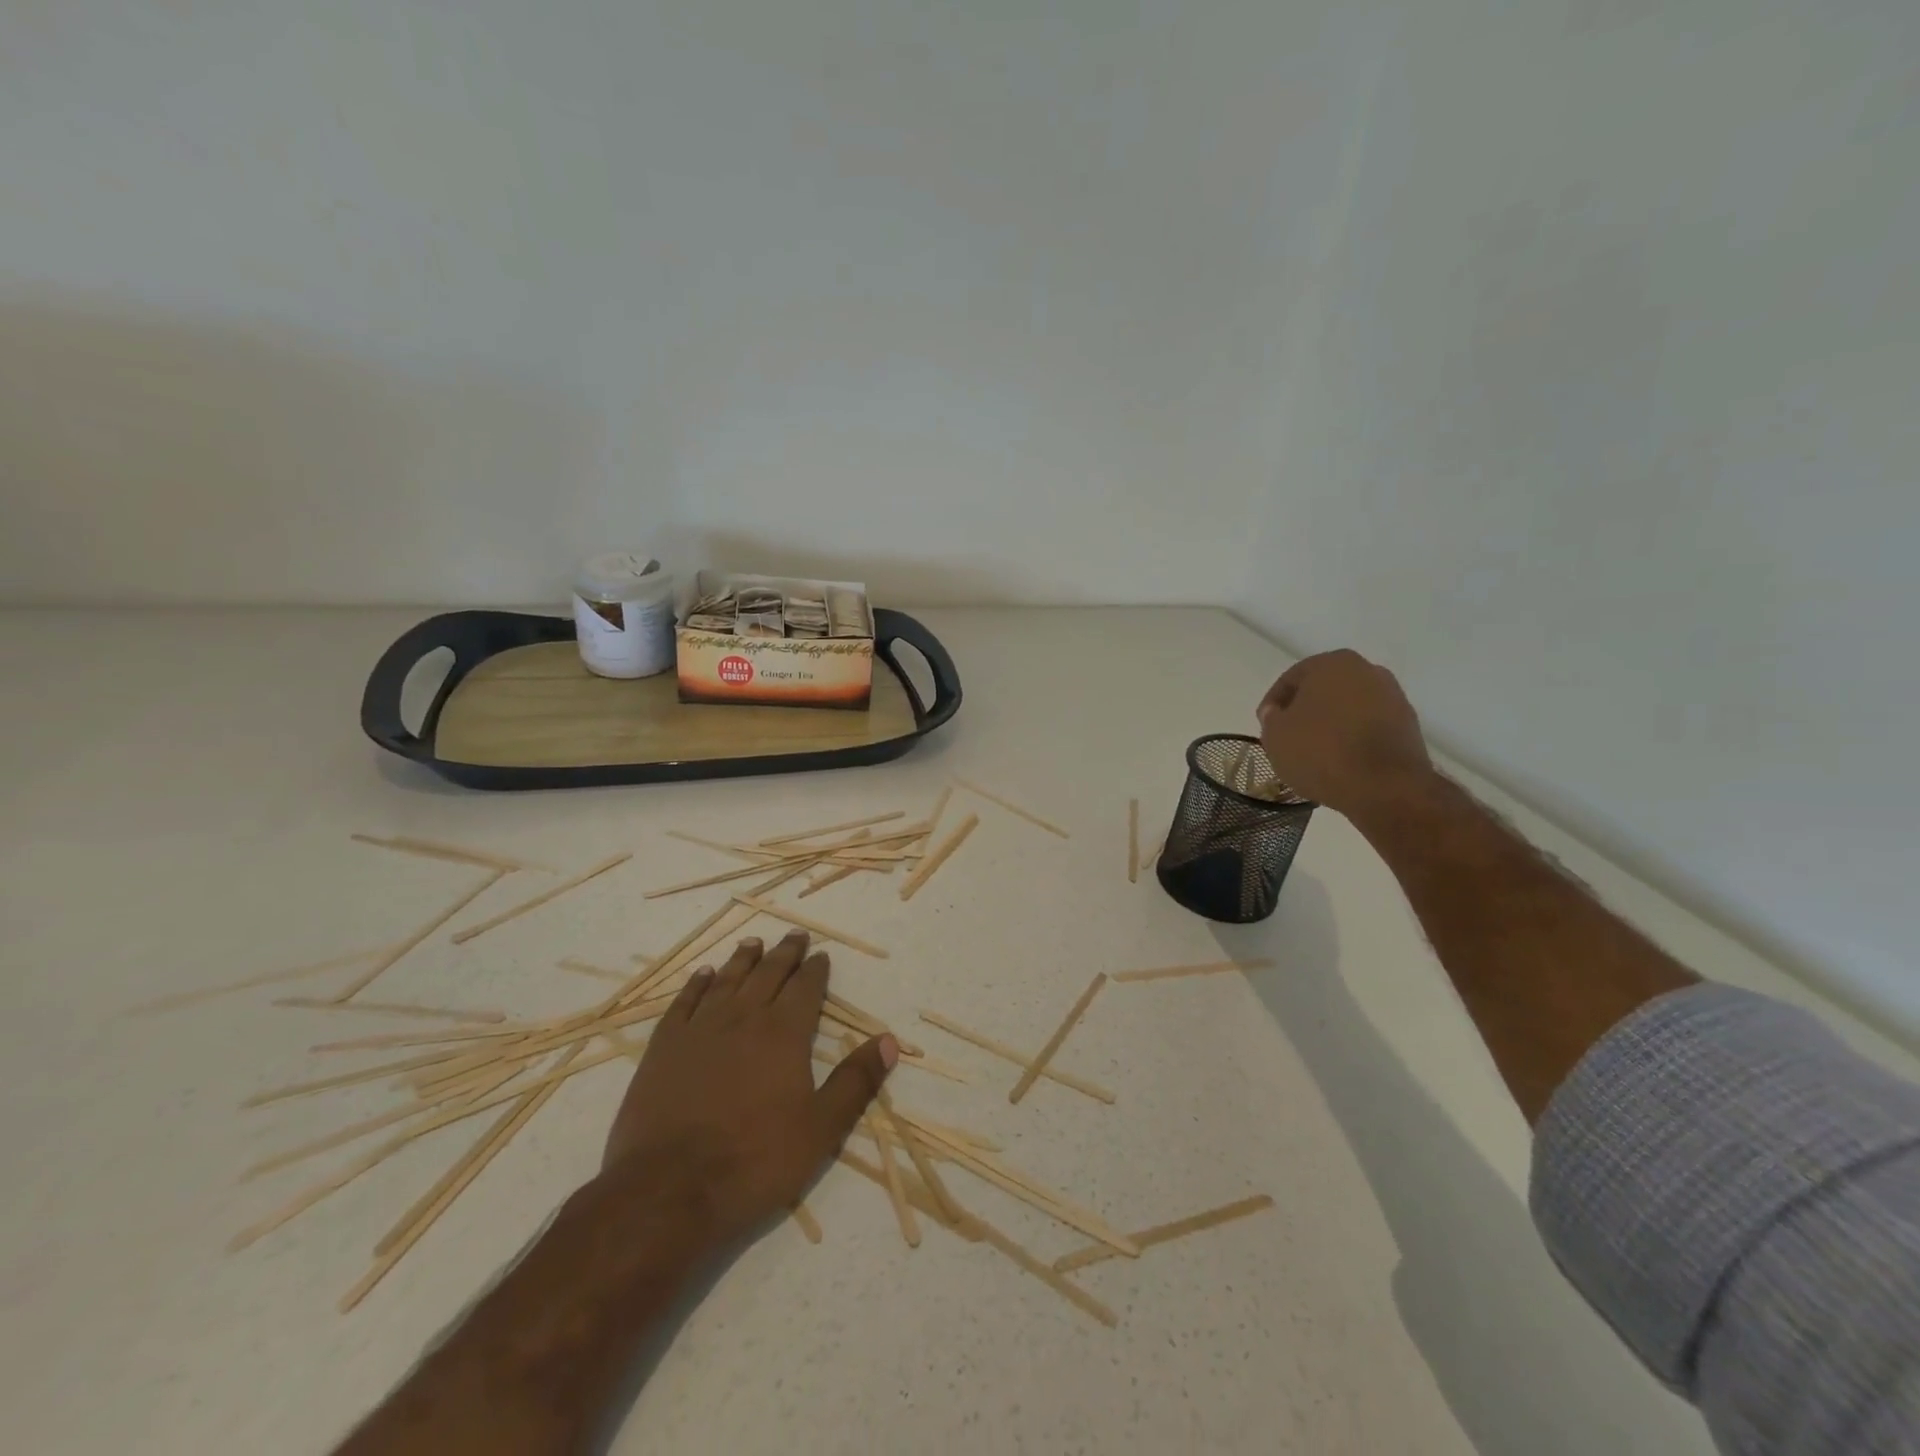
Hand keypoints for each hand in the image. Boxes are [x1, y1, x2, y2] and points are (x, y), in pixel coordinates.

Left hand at [602, 930, 895, 1241]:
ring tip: (753, 943)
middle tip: (794, 935)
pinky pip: (683, 1003)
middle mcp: (743, 1018)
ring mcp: (699, 1030)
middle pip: (768, 975)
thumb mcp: (821, 1129)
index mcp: (784, 1034)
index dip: (815, 970)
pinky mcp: (663, 1048)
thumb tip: (889, 1041)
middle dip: (784, 954)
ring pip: (726, 981)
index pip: (805, 988)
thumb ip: (855, 1082)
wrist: (668, 1191)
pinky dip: (695, 985)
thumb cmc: (754, 1161)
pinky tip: (702, 975)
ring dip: (742, 960)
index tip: (821, 955)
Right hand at [1256, 649, 1431, 816]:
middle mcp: (1368, 671)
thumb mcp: (1275, 736)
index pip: (1292, 679)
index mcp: (1332, 663)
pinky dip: (1353, 738)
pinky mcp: (1408, 726)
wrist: (1385, 786)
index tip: (1265, 727)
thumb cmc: (1321, 752)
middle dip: (1305, 711)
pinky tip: (1340, 761)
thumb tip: (1277, 713)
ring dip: (1331, 725)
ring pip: (1348, 708)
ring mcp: (1393, 697)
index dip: (1273, 704)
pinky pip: (1369, 727)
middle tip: (1289, 737)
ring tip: (1315, 753)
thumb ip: (1271, 718)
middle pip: (1324, 690)